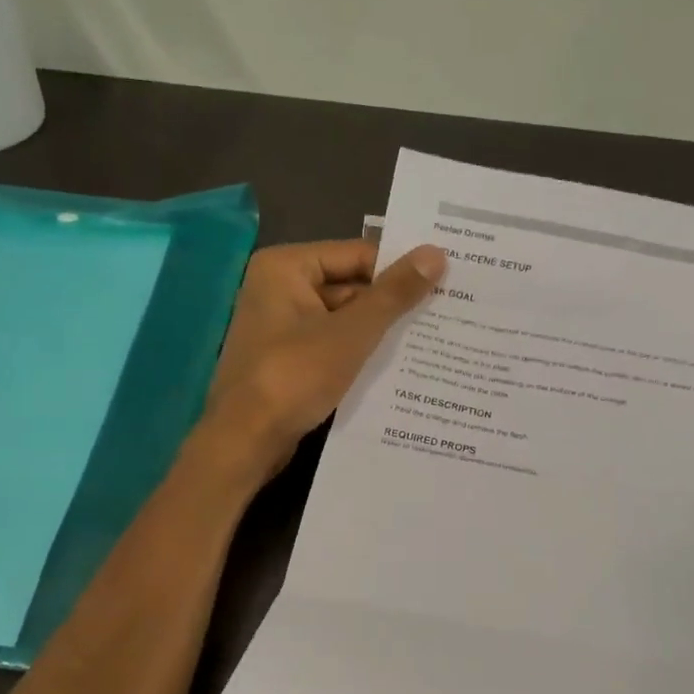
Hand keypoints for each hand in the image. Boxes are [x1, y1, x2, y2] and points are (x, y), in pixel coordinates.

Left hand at [200, 238, 446, 483]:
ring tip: (432, 339)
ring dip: (379, 331)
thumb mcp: (352, 333)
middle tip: (447, 311)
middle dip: (392, 304)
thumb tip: (436, 253)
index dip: (400, 269)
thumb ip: (394, 294)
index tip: (446, 281)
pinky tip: (398, 366)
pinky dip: (359, 353)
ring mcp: (281, 326)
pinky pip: (331, 344)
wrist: (245, 441)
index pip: (357, 255)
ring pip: (343, 319)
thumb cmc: (295, 376)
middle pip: (350, 285)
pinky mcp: (287, 359)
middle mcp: (279, 288)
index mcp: (286, 267)